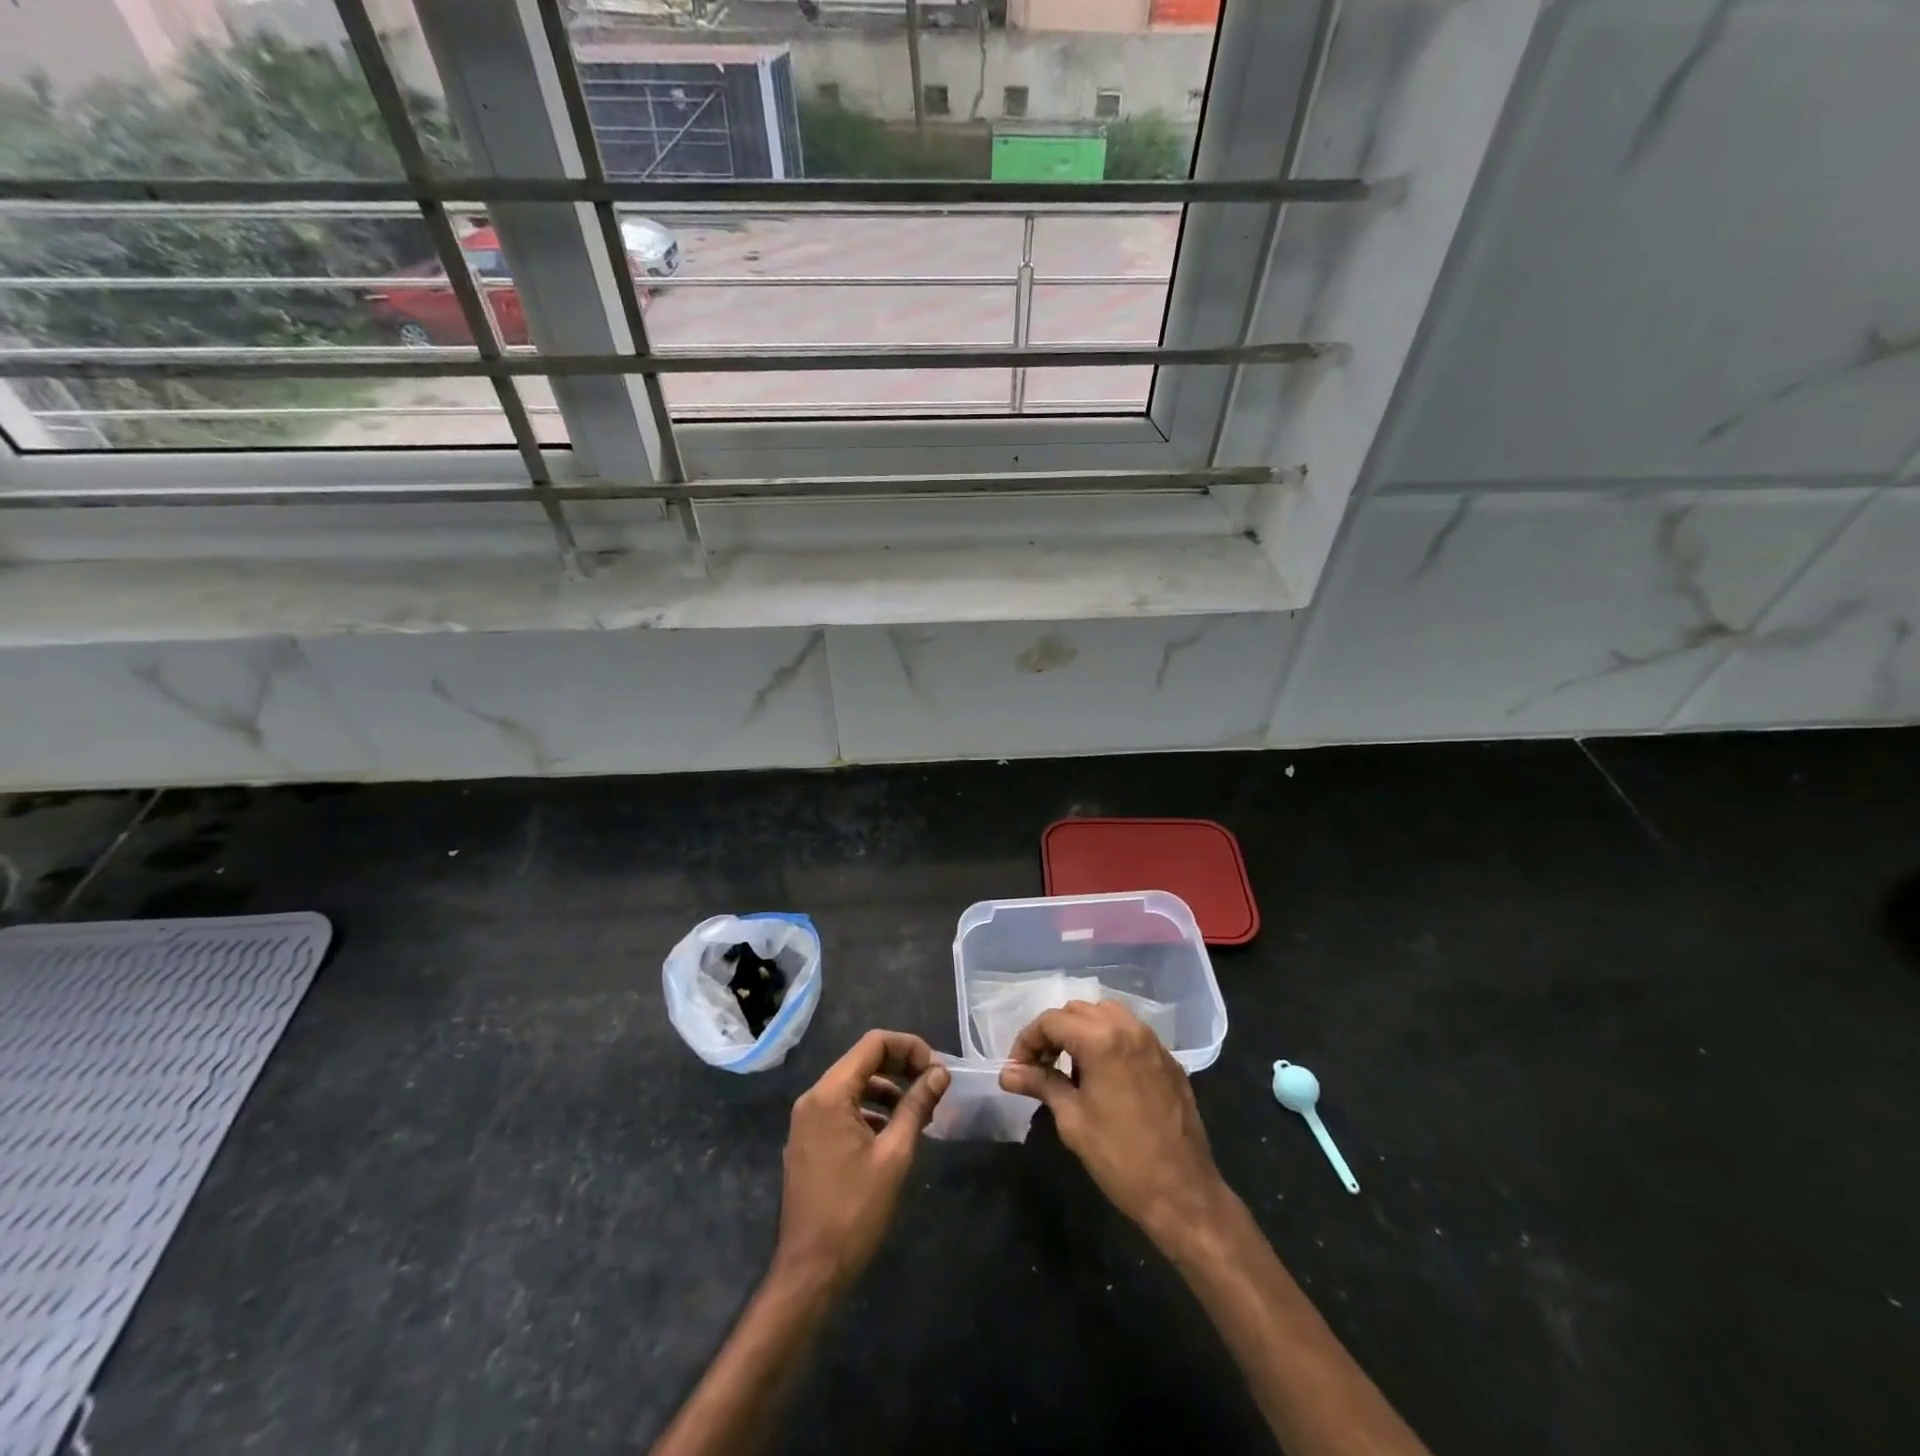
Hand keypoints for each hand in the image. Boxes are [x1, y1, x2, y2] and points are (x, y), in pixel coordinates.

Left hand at [775, 1030, 949, 1292]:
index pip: (874, 1044)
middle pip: (862, 1061)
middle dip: (901, 1067)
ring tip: (920, 1112)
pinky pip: (842, 1109)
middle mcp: (813, 1098)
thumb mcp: (895, 1155)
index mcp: (829, 1094)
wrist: (810, 1272)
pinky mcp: (808, 1142)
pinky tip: (893, 1133)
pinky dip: (870, 1110)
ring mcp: (807, 1121)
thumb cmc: (855, 1211)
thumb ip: (917, 1105)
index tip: (936, 1070)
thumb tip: (939, 1072)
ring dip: (888, 1090)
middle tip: (934, 1087)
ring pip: (853, 1085)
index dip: (909, 1047)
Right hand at [1000, 1000, 1228, 1249]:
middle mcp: (1129, 1028)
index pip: (1052, 1021)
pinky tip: (1102, 1075)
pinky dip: (1109, 1040)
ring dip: (1082, 1031)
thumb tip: (1007, 1074)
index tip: (1017, 1069)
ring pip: (1107, 1014)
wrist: (1183, 1193)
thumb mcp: (1072, 1120)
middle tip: (1039, 1067)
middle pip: (1078, 1011)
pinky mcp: (1168, 1059)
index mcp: (1102, 1040)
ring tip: (1070, 1068)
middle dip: (1053, 1033)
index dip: (1027, 1041)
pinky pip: (1131, 1033)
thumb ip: (1040, 1084)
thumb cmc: (1120, 1158)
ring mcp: (1153, 1042)